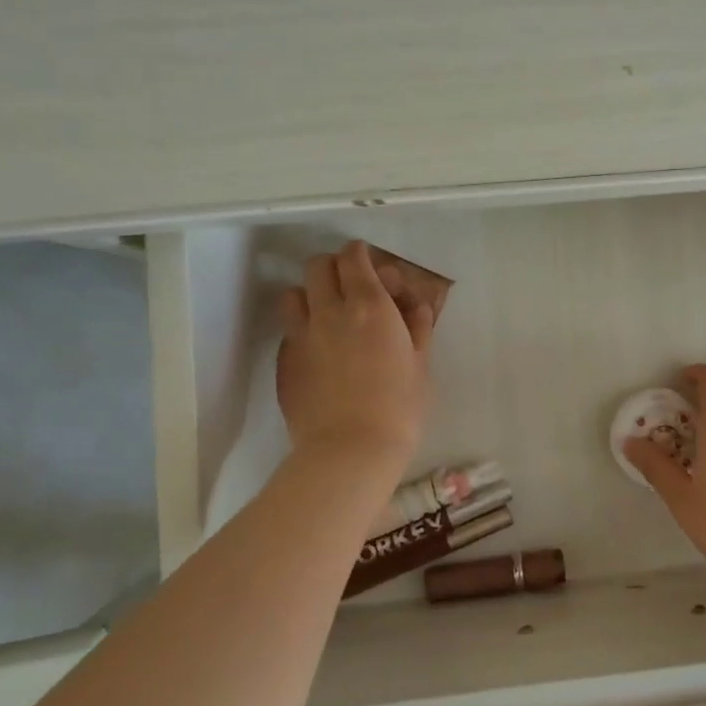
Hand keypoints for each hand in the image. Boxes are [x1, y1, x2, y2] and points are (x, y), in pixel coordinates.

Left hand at [276, 241, 433, 473]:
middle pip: (318, 266)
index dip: (360, 254)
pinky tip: (318, 352)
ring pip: (293, 294)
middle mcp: (330, 311)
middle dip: (333, 267)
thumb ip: (417, 327)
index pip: (353, 257)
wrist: (350, 451)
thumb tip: (415, 305)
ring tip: (326, 315)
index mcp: (370, 305)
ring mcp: (301, 336)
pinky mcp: (284, 362)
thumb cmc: (399, 407)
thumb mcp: (421, 364)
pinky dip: (302, 330)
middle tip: (349, 285)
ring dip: (309, 295)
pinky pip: (289, 331)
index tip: (370, 264)